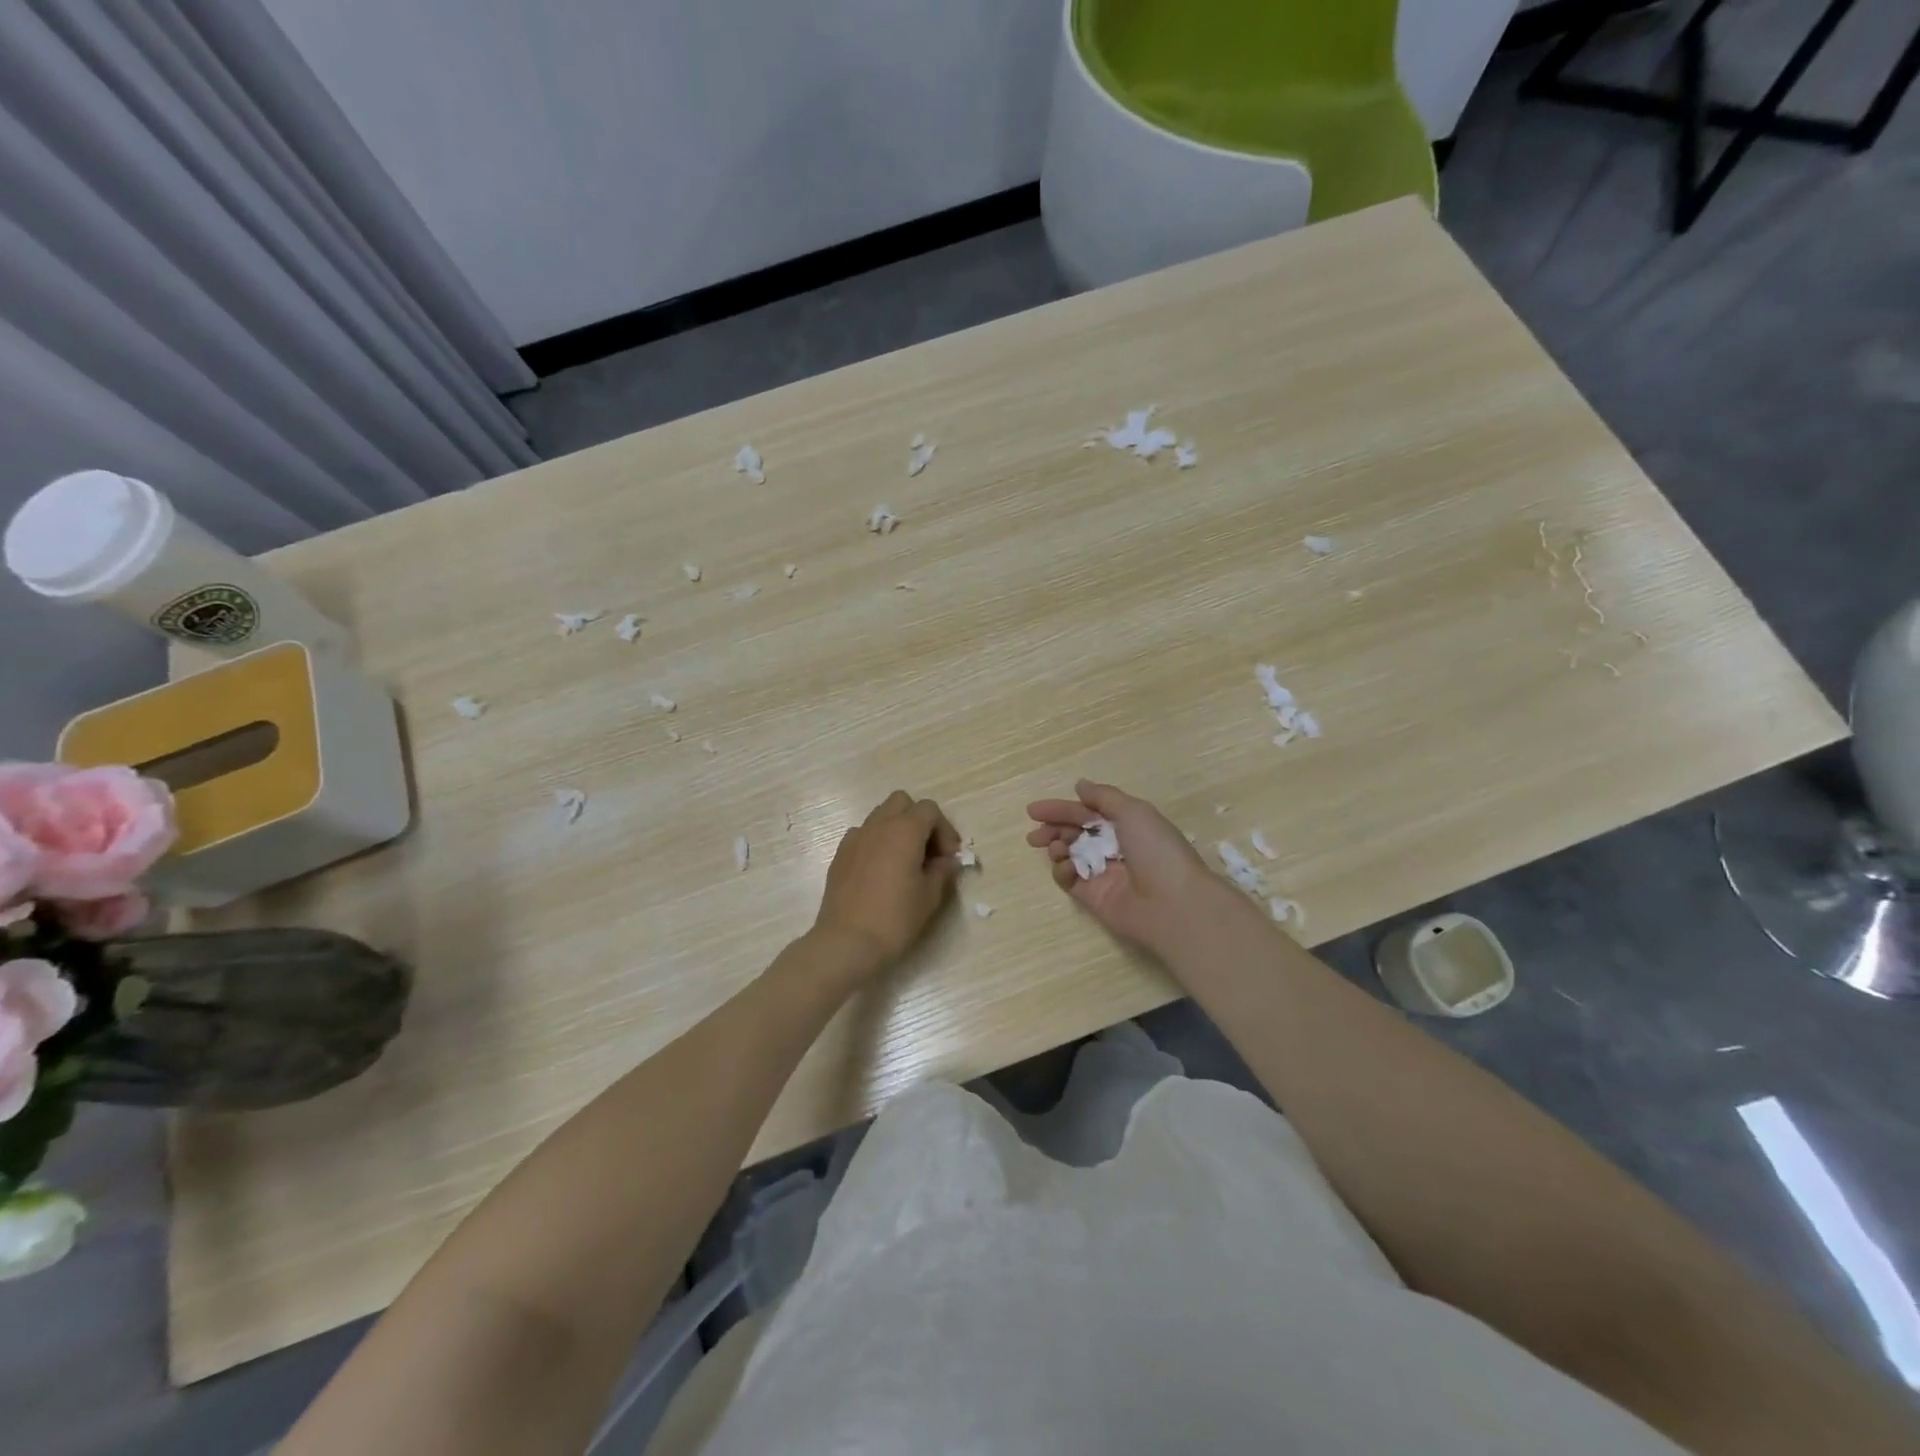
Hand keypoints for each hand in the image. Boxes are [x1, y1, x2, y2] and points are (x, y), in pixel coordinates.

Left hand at [810, 790, 960, 976]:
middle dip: (919, 820)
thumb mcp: (930, 897)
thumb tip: (947, 861)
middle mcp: (878, 825)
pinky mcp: (840, 854)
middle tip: (928, 852)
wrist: (846, 942)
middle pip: (902, 802)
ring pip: (881, 816)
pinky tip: (881, 871)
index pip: (930, 810)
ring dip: (897, 829)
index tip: (949, 858)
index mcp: (904, 830)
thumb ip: (943, 871)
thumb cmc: (895, 919)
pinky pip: (863, 835)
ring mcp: (855, 838)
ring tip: (905, 861)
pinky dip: (877, 842)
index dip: (945, 830)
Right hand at [1026, 780, 1223, 955]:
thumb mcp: (1133, 811)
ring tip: (1055, 848)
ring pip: (1070, 856)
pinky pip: (1071, 881)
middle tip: (1035, 833)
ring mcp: (1104, 874)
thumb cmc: (1156, 849)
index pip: (1087, 813)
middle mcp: (1115, 848)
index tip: (1034, 810)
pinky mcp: (1094, 898)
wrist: (1172, 903)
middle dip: (1053, 829)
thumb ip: (1103, 797)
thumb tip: (1079, 786)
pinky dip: (1063, 871)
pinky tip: (1065, 867)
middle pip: (1076, 833)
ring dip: (1058, 848)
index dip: (1062, 809)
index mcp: (1127, 825)